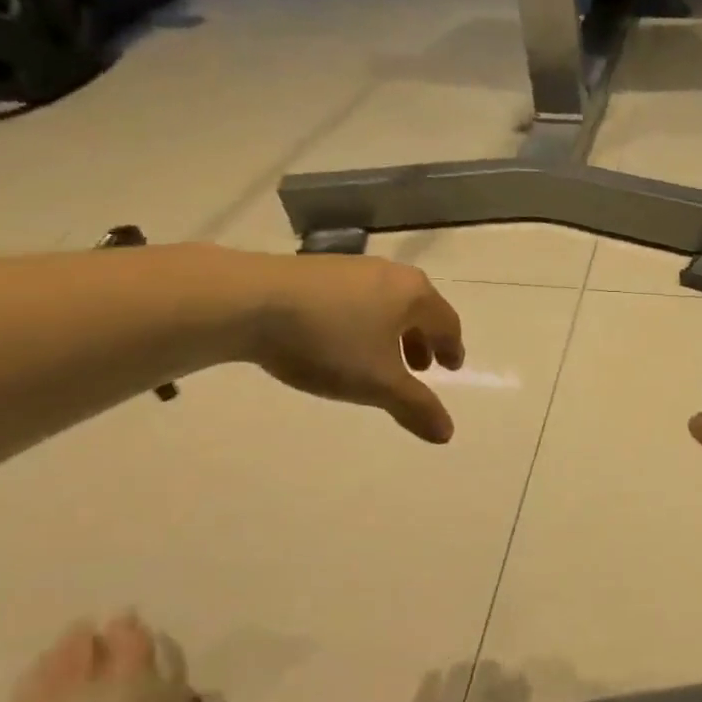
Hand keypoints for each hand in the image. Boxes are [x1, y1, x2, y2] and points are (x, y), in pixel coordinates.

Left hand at [248, 256, 464, 443]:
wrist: (249, 300)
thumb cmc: (329, 341)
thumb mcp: (377, 383)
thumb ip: (415, 407)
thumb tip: (447, 433)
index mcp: (414, 295)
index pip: (447, 322)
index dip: (452, 348)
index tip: (450, 368)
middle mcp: (390, 273)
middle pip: (419, 308)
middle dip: (422, 339)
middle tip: (418, 367)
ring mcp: (352, 267)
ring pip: (386, 302)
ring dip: (391, 331)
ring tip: (377, 357)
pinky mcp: (317, 270)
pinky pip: (356, 298)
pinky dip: (362, 320)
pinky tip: (339, 340)